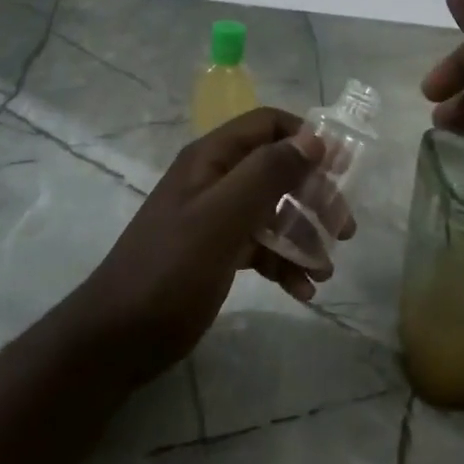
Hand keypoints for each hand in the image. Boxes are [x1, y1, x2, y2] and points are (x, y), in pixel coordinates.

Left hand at [69, 107, 356, 384]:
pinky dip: (283, 263)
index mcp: (211, 159)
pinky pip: (260, 246)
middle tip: (344, 229)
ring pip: (273, 212)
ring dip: (303, 236)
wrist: (118, 337)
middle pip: (277, 171)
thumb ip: (267, 173)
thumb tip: (313, 137)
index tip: (343, 169)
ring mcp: (215, 218)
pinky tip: (302, 291)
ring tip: (325, 271)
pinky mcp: (217, 253)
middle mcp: (215, 180)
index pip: (267, 125)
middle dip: (313, 196)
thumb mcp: (222, 218)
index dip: (307, 139)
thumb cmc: (171, 270)